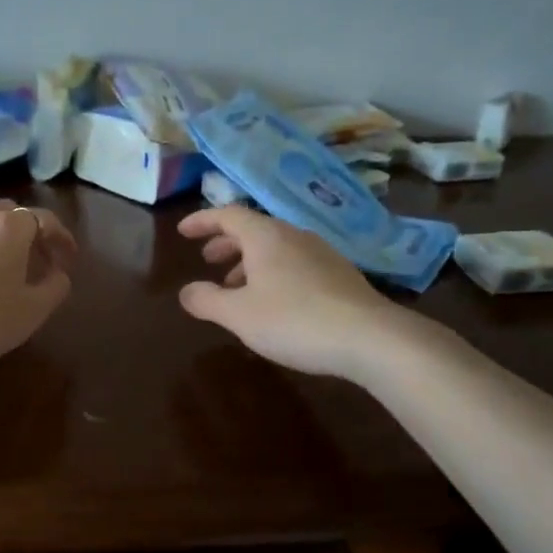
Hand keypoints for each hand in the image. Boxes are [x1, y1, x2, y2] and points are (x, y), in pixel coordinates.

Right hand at [176, 205, 402, 378]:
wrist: (369, 337)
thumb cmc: (294, 320)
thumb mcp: (239, 315)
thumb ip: (207, 300)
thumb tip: (186, 291)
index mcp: (266, 236)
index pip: (228, 215)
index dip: (202, 221)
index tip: (183, 232)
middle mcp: (294, 235)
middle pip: (253, 229)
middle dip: (226, 242)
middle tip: (208, 259)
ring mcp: (321, 253)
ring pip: (276, 248)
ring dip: (250, 261)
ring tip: (236, 288)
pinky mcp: (340, 274)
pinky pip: (295, 263)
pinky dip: (273, 273)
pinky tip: (274, 302)